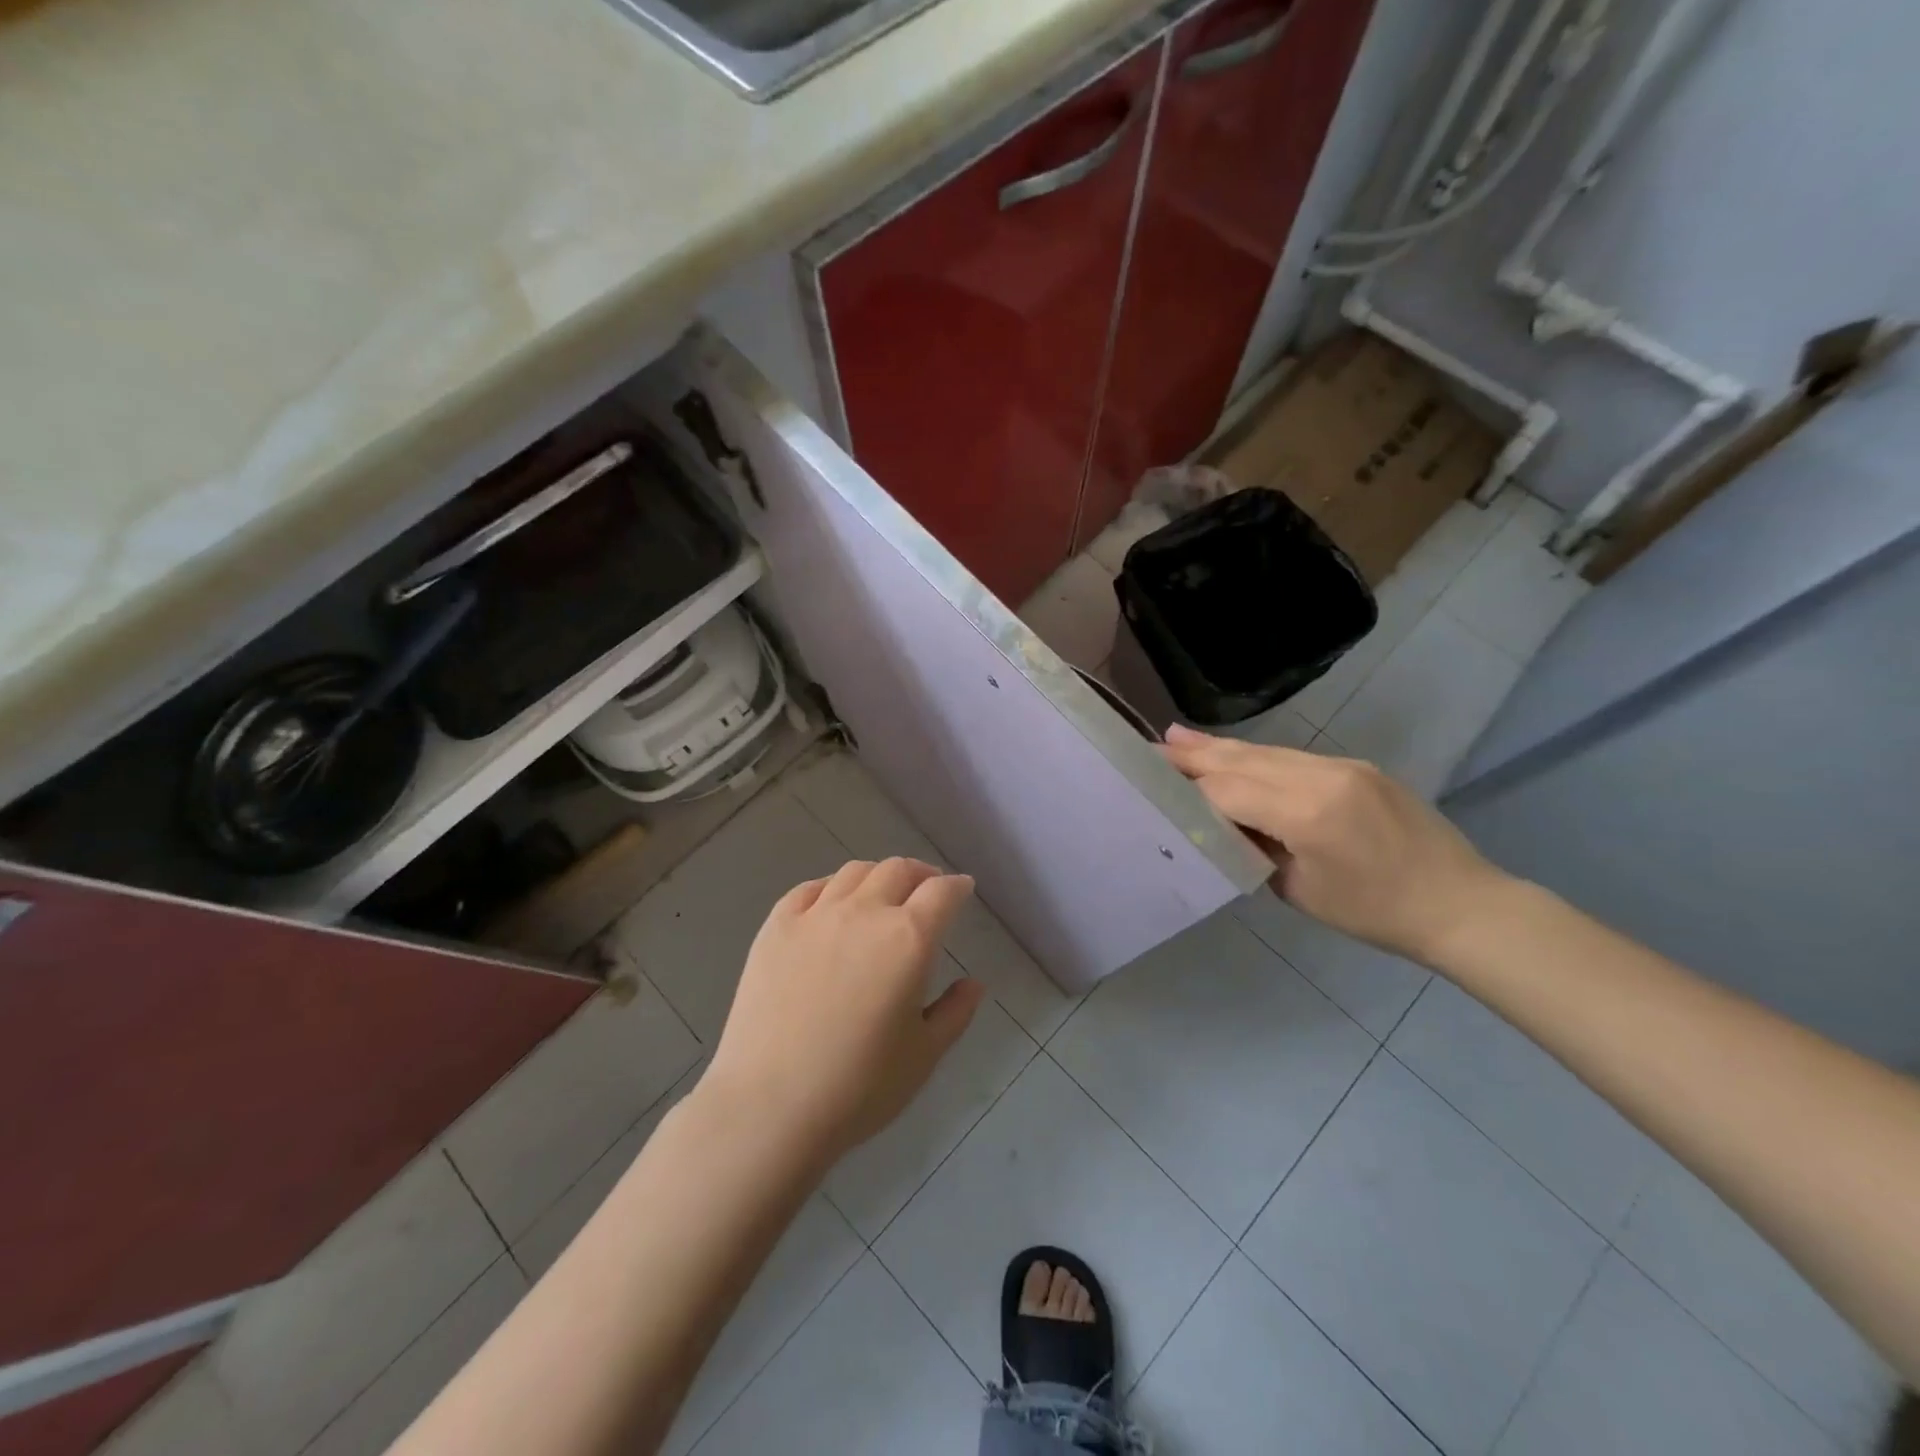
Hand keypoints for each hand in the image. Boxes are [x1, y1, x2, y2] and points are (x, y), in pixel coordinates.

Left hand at [703, 859, 983, 1164]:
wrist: (770, 1106)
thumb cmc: (859, 1087)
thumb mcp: (924, 1055)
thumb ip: (955, 1012)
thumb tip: (973, 984)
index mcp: (908, 939)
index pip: (942, 892)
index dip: (957, 886)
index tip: (962, 889)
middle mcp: (864, 912)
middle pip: (898, 870)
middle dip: (921, 874)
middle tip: (927, 889)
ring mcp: (815, 915)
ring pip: (854, 872)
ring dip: (878, 876)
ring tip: (882, 893)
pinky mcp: (776, 927)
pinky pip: (809, 889)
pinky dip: (831, 887)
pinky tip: (832, 903)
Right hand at [1162, 726, 1510, 964]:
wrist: (1460, 904)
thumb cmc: (1375, 913)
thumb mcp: (1299, 890)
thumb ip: (1255, 847)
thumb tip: (1223, 821)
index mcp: (1306, 813)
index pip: (1228, 791)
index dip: (1187, 788)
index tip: (1149, 780)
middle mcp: (1321, 776)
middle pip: (1241, 759)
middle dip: (1194, 754)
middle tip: (1152, 747)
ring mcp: (1341, 766)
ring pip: (1264, 752)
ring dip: (1219, 747)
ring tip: (1177, 737)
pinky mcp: (1355, 767)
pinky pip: (1291, 757)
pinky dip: (1254, 755)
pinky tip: (1232, 752)